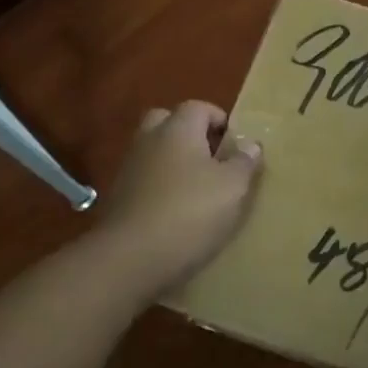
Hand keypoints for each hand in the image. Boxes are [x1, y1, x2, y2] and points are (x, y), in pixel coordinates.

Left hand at [99, 101, 261, 300]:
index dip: (219, 120)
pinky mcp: (117, 199)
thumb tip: (250, 144)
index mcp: (178, 128)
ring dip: (174, 162)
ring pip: (154, 152)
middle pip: (168, 122)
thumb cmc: (190, 213)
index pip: (199, 107)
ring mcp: (129, 169)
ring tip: (198, 189)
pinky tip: (177, 213)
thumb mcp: (233, 187)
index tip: (235, 143)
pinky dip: (160, 188)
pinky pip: (145, 180)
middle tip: (212, 158)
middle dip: (189, 134)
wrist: (129, 260)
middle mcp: (149, 140)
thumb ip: (244, 162)